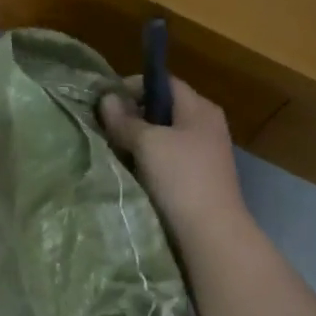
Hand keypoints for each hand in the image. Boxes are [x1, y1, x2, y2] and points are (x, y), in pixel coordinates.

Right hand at [99, 76, 249, 244]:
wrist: (211, 233)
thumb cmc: (181, 179)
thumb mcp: (148, 144)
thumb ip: (125, 120)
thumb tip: (107, 98)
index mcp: (200, 108)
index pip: (164, 83)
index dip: (133, 86)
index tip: (106, 101)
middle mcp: (206, 126)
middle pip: (164, 110)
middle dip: (133, 116)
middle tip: (104, 127)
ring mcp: (205, 155)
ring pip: (164, 138)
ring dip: (139, 143)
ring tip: (113, 151)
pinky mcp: (199, 180)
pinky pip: (168, 161)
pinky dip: (149, 163)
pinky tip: (132, 174)